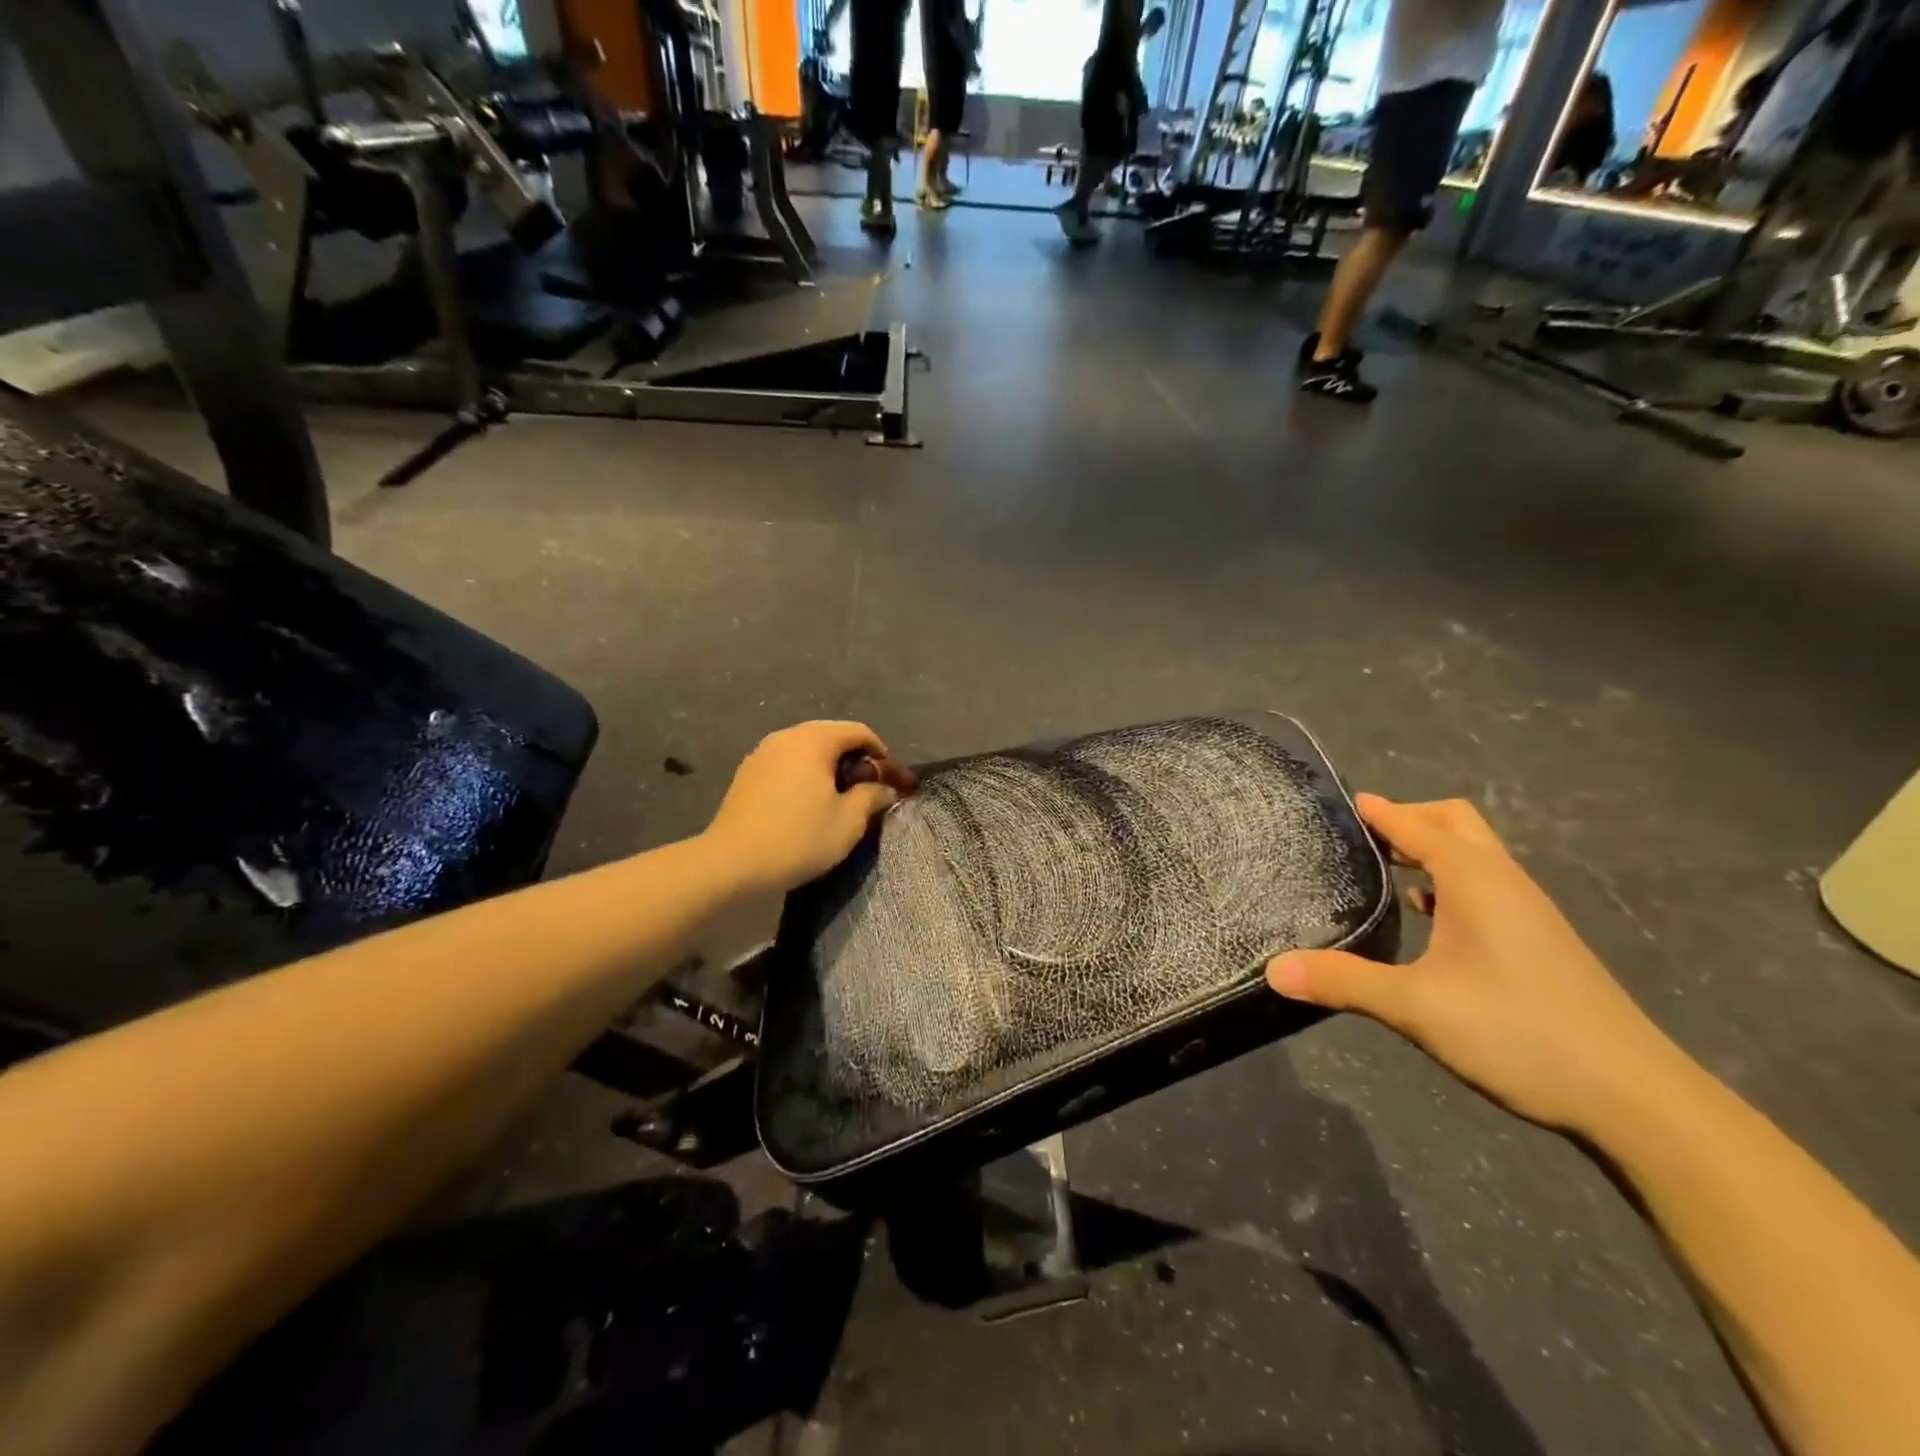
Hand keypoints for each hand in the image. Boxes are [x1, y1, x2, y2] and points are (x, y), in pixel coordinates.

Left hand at [703, 721, 912, 893]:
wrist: (732, 863)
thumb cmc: (799, 838)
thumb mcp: (849, 821)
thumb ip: (872, 796)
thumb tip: (886, 788)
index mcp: (815, 739)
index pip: (859, 732)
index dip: (882, 754)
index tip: (892, 781)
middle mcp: (787, 736)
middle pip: (832, 737)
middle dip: (855, 760)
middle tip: (870, 789)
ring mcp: (762, 753)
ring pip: (807, 750)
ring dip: (829, 768)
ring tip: (840, 798)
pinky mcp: (747, 773)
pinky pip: (787, 764)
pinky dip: (805, 775)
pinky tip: (808, 803)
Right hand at [1266, 795, 1685, 1134]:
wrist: (1635, 1098)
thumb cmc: (1520, 1033)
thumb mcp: (1416, 1007)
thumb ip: (1342, 981)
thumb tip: (1273, 969)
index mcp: (1475, 880)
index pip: (1417, 825)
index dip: (1379, 811)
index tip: (1342, 801)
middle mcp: (1504, 883)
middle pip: (1455, 823)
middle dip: (1409, 819)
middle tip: (1362, 837)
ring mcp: (1528, 912)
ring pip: (1475, 855)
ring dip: (1431, 849)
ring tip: (1385, 868)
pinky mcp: (1540, 941)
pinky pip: (1486, 886)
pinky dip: (1450, 881)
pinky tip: (1429, 917)